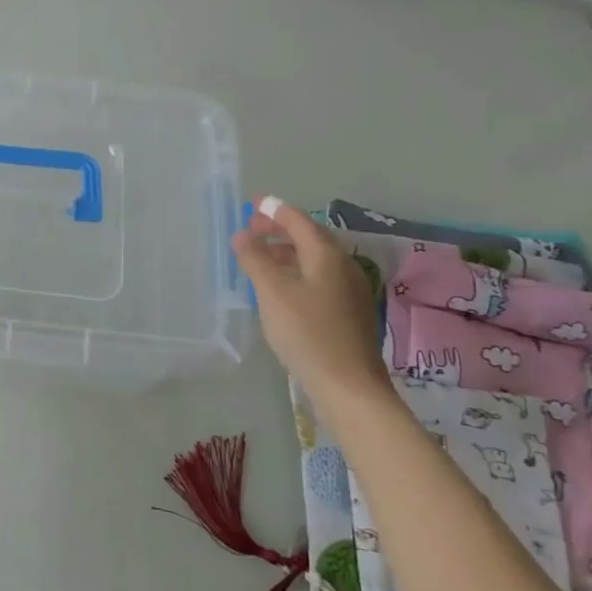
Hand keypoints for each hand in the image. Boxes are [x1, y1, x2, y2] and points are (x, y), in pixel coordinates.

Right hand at [232, 197, 393, 409]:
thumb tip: (242, 235)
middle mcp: (343, 266)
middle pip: (310, 237)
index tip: (253, 203)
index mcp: (326, 255)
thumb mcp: (272, 294)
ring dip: (288, 251)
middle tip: (253, 228)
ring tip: (262, 256)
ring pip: (316, 259)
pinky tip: (284, 286)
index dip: (274, 210)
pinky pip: (320, 277)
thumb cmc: (307, 334)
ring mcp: (350, 289)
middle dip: (281, 229)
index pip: (298, 221)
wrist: (349, 386)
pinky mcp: (349, 311)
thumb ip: (256, 260)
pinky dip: (298, 270)